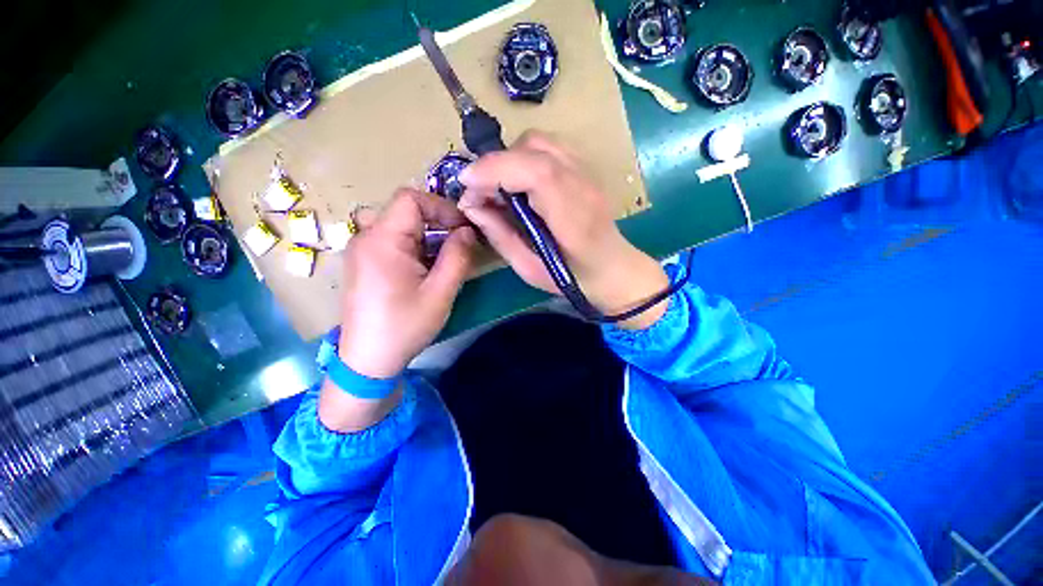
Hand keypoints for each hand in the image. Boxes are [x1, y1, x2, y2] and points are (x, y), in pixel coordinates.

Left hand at [336, 189, 477, 377]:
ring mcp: (362, 250)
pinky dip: (415, 246)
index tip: (462, 229)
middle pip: (405, 211)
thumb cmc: (405, 326)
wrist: (368, 359)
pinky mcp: (364, 263)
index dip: (441, 207)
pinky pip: (392, 240)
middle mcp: (366, 237)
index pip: (411, 198)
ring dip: (428, 236)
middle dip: (438, 222)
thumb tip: (468, 231)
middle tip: (460, 244)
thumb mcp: (440, 293)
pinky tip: (426, 269)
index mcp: (382, 241)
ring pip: (400, 225)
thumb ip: (457, 257)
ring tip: (446, 259)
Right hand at [458, 131, 668, 329]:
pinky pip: (549, 146)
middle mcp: (583, 185)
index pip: (536, 172)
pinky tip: (519, 181)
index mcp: (573, 217)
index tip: (466, 184)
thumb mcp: (529, 268)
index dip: (495, 169)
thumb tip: (472, 207)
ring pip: (540, 142)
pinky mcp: (584, 168)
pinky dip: (525, 156)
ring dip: (510, 158)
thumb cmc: (572, 278)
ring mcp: (587, 172)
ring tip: (499, 187)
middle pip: (534, 148)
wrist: (613, 269)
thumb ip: (500, 236)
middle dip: (496, 165)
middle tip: (480, 193)